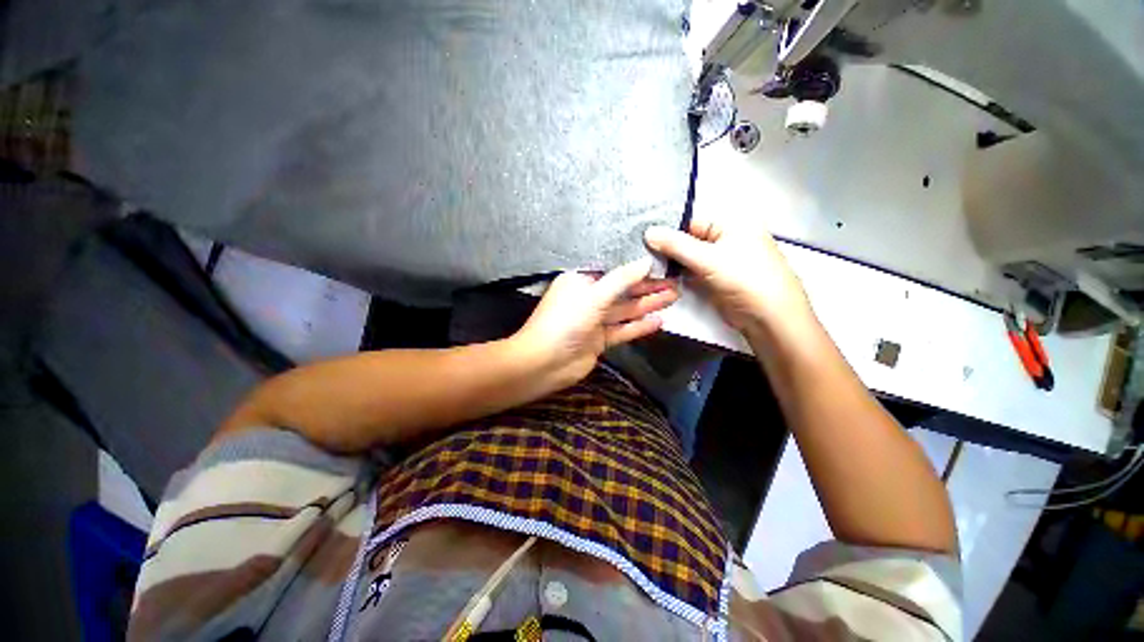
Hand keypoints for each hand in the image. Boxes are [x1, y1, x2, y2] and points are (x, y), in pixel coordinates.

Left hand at [513, 258, 677, 385]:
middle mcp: (588, 298)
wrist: (545, 362)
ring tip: (674, 297)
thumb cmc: (566, 320)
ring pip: (625, 309)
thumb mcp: (594, 295)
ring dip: (648, 304)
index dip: (636, 266)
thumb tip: (646, 261)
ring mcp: (594, 320)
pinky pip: (623, 330)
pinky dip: (639, 327)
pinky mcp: (600, 340)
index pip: (613, 269)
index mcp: (581, 281)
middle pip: (623, 290)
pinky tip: (659, 322)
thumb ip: (621, 279)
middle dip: (648, 286)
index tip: (660, 262)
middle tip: (675, 281)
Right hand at [644, 219, 811, 337]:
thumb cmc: (744, 279)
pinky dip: (679, 275)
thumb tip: (648, 232)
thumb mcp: (708, 258)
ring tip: (647, 265)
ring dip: (671, 263)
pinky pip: (693, 272)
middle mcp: (727, 239)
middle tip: (642, 254)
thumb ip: (676, 245)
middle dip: (668, 248)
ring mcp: (721, 261)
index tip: (644, 238)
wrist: (768, 318)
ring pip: (689, 258)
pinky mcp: (716, 279)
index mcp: (732, 224)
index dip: (668, 230)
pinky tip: (661, 276)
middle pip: (690, 240)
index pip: (692, 221)